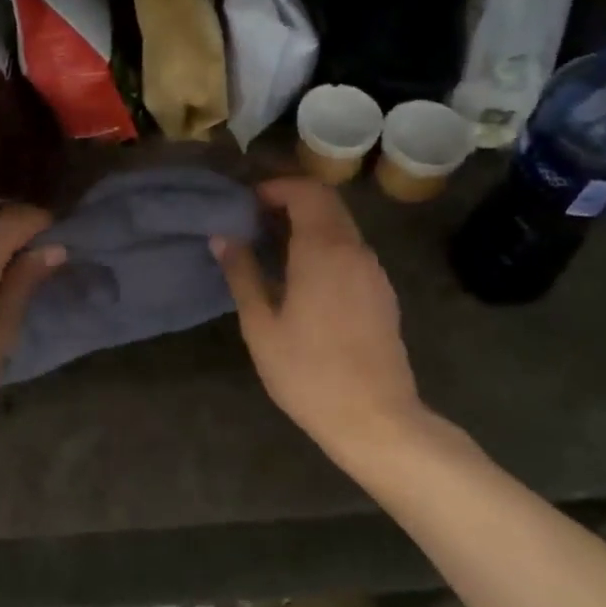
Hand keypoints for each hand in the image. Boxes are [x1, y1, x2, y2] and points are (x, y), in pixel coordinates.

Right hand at [213, 179, 432, 460]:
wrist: (376, 419)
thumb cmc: (308, 372)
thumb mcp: (261, 325)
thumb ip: (242, 273)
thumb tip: (222, 236)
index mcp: (323, 250)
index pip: (306, 191)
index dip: (276, 187)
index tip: (248, 203)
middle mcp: (354, 250)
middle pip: (327, 202)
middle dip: (291, 199)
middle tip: (256, 219)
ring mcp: (373, 271)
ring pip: (341, 226)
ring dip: (309, 222)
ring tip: (274, 246)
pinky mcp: (382, 292)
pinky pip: (352, 250)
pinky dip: (326, 244)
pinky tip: (304, 276)